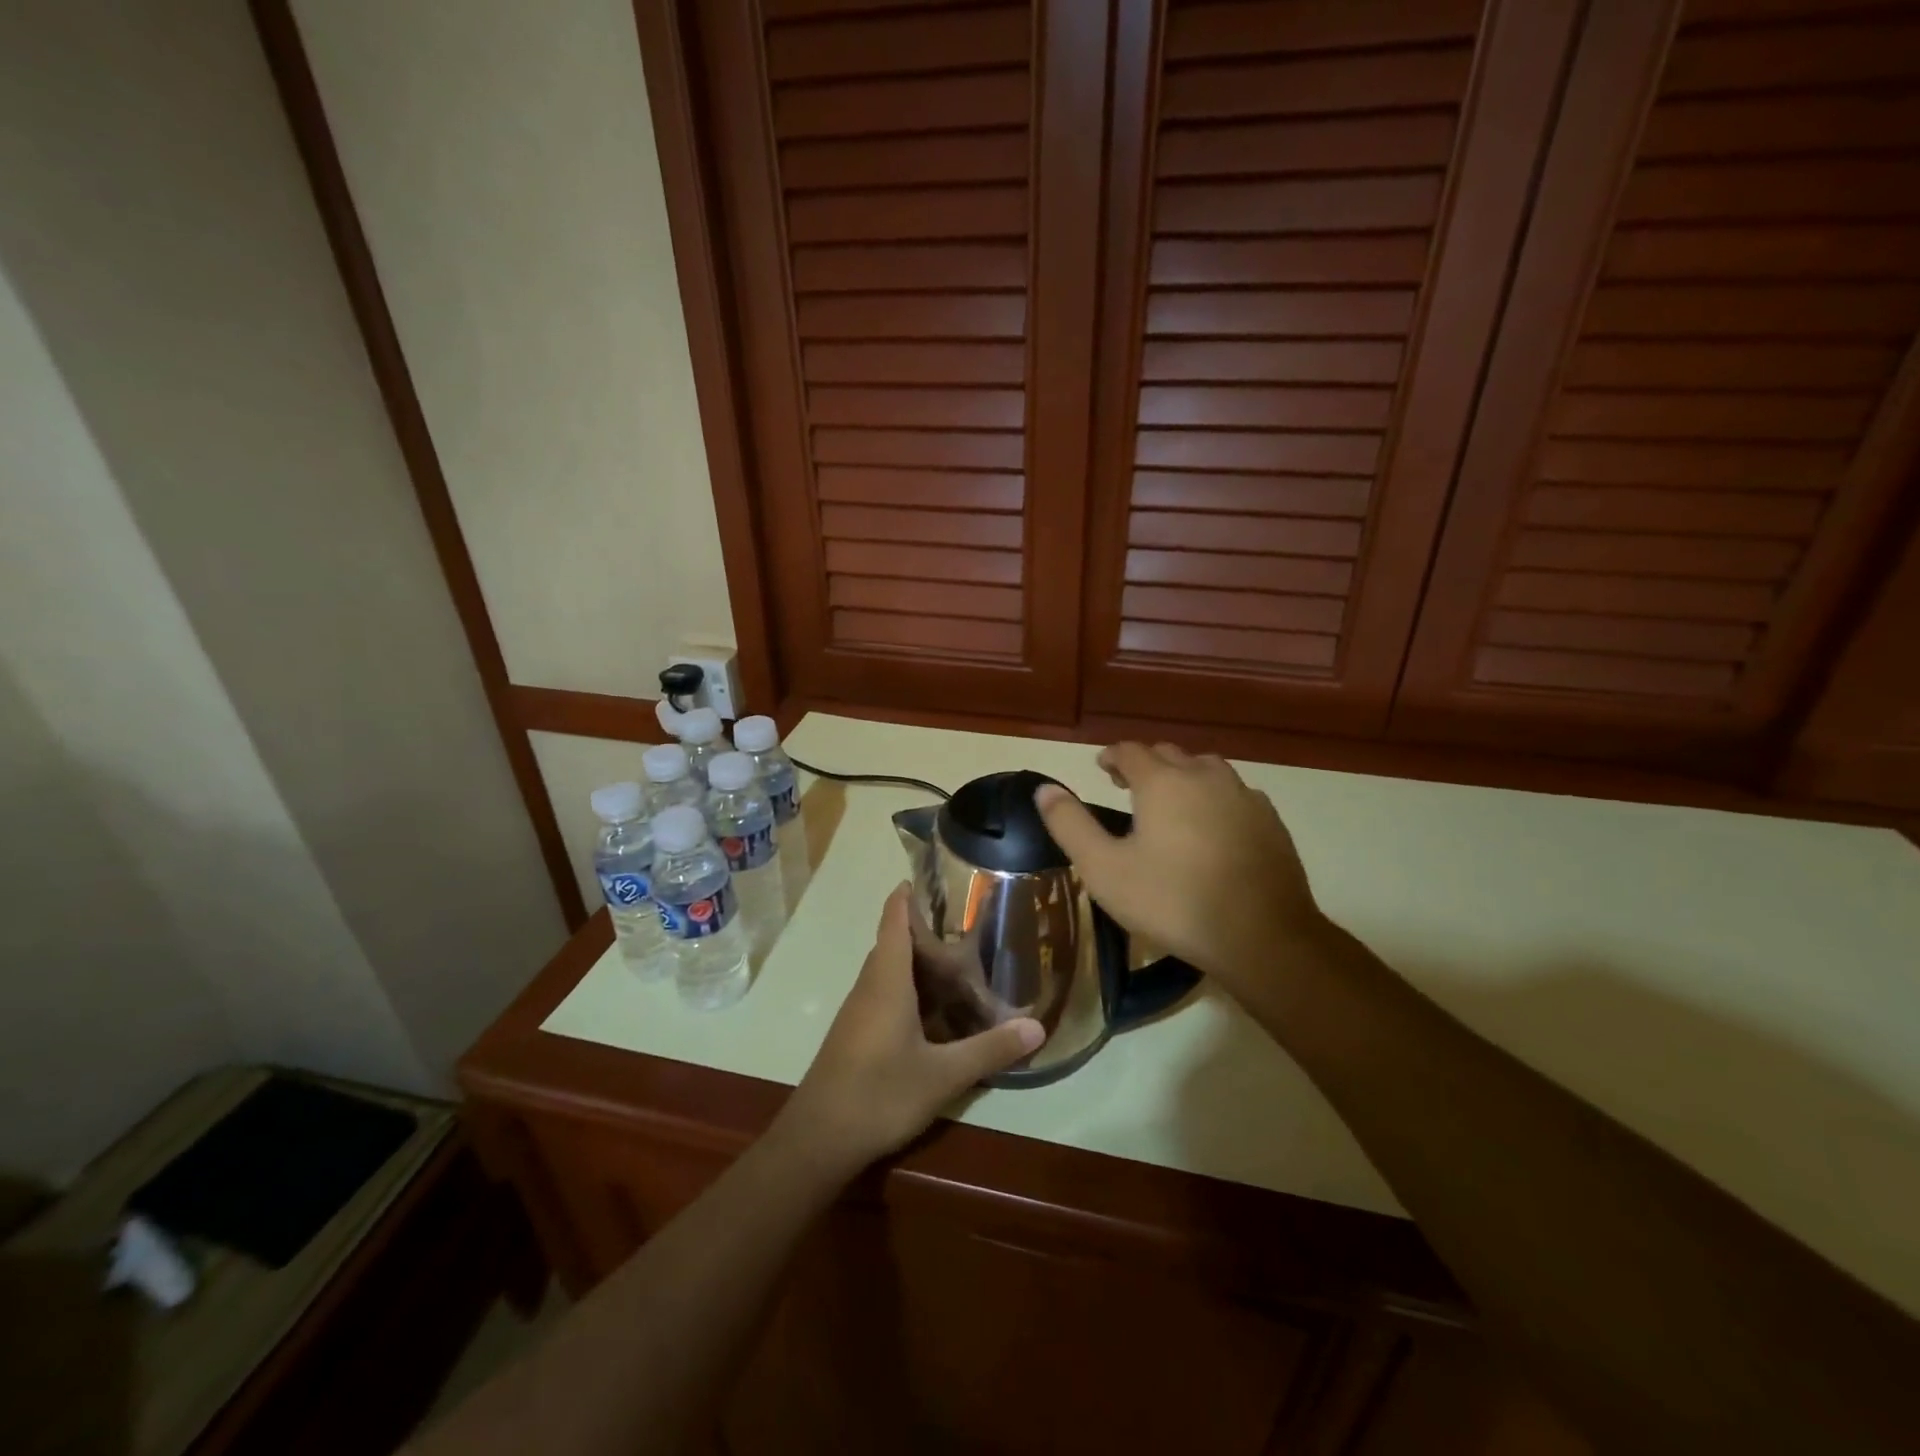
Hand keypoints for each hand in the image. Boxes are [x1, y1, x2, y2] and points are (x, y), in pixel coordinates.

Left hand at [778, 884, 1044, 1170]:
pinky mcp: (855, 1033)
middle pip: (895, 943)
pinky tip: (935, 1015)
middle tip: (970, 932)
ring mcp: (858, 1010)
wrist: (818, 1139)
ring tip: (960, 968)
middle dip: (928, 934)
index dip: (908, 894)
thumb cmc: (879, 1093)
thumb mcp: (943, 1075)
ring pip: (890, 971)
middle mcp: (869, 985)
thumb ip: (990, 1049)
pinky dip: (910, 991)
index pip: (894, 918)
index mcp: (887, 979)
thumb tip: (1038, 1026)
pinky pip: (884, 994)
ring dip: (919, 965)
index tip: (933, 876)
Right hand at [1034, 743, 1326, 995]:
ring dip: (1184, 775)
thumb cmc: (1172, 901)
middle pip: (1170, 754)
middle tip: (1129, 785)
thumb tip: (1044, 789)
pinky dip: (1216, 798)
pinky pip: (1236, 794)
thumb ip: (1070, 825)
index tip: (1102, 768)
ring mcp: (1243, 796)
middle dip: (1146, 763)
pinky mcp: (1270, 821)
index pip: (1131, 751)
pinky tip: (1214, 825)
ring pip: (1207, 769)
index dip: (1112, 756)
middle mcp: (1204, 776)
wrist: (1260, 935)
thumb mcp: (1104, 869)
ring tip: (1172, 800)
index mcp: (1162, 782)